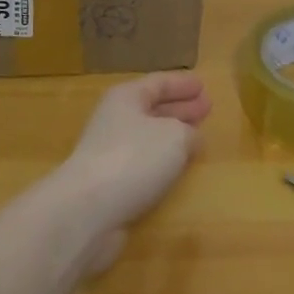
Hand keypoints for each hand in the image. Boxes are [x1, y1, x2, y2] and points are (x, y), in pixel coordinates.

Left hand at [54, 72, 211, 271]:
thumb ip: (189, 132)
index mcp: (126, 98)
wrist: (86, 210)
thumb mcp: (174, 136)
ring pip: (149, 137)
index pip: (159, 83)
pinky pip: (143, 163)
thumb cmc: (133, 159)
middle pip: (153, 108)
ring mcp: (110, 152)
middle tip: (207, 109)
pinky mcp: (110, 183)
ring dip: (173, 136)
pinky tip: (178, 169)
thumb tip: (192, 138)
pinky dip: (162, 162)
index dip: (182, 84)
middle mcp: (116, 120)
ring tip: (198, 137)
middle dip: (181, 109)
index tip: (204, 86)